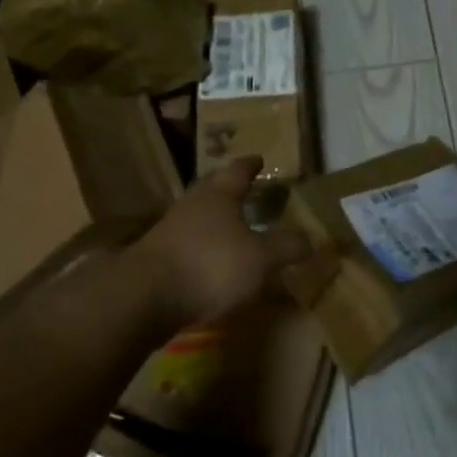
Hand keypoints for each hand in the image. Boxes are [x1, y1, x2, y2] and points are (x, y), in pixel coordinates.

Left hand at [132, 157, 311, 325]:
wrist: (144, 297)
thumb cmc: (210, 266)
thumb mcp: (261, 258)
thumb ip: (286, 247)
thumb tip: (312, 239)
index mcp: (218, 195)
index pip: (237, 171)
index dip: (250, 165)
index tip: (259, 159)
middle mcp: (192, 205)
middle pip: (212, 189)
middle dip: (229, 188)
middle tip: (246, 188)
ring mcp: (170, 231)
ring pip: (198, 216)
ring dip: (215, 219)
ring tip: (233, 226)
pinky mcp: (157, 258)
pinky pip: (188, 244)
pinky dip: (203, 247)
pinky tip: (212, 262)